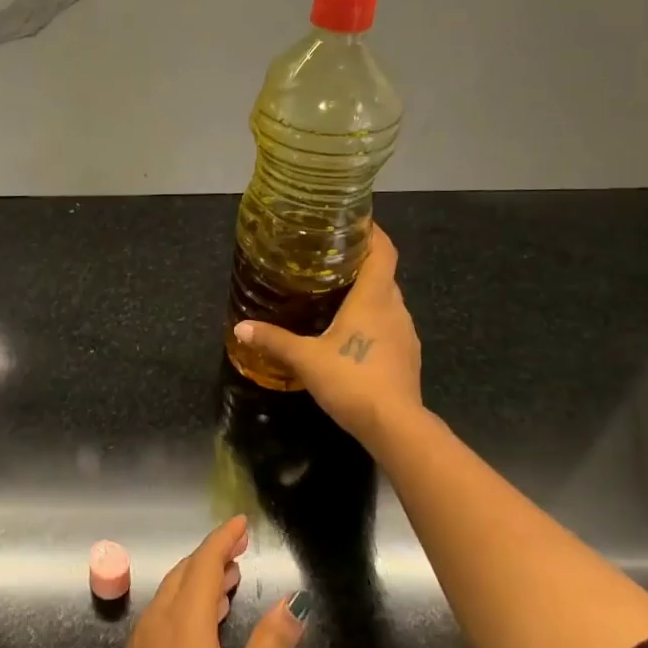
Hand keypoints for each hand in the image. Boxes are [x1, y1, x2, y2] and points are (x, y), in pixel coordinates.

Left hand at [79, 516, 308, 647]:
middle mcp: (158, 622)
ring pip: (172, 594)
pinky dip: (187, 604)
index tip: (242, 523)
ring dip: (199, 580)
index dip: (223, 539)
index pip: (204, 563)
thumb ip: (272, 646)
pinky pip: (164, 615)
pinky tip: (204, 625)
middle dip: (212, 556)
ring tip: (229, 581)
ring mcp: (142, 644)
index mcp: (185, 622)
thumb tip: (296, 599)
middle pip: (185, 573)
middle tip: (240, 550)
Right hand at [232, 225, 424, 448]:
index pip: (384, 250)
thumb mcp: (305, 359)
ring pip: (387, 302)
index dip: (373, 232)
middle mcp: (395, 308)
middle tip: (330, 261)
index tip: (353, 222)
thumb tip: (240, 327)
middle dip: (361, 264)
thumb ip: (274, 341)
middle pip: (383, 275)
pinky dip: (372, 321)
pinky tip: (351, 336)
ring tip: (337, 296)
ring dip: (367, 295)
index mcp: (374, 297)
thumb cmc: (351, 380)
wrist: (394, 425)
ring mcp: (406, 333)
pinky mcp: (407, 356)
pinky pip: (389, 326)